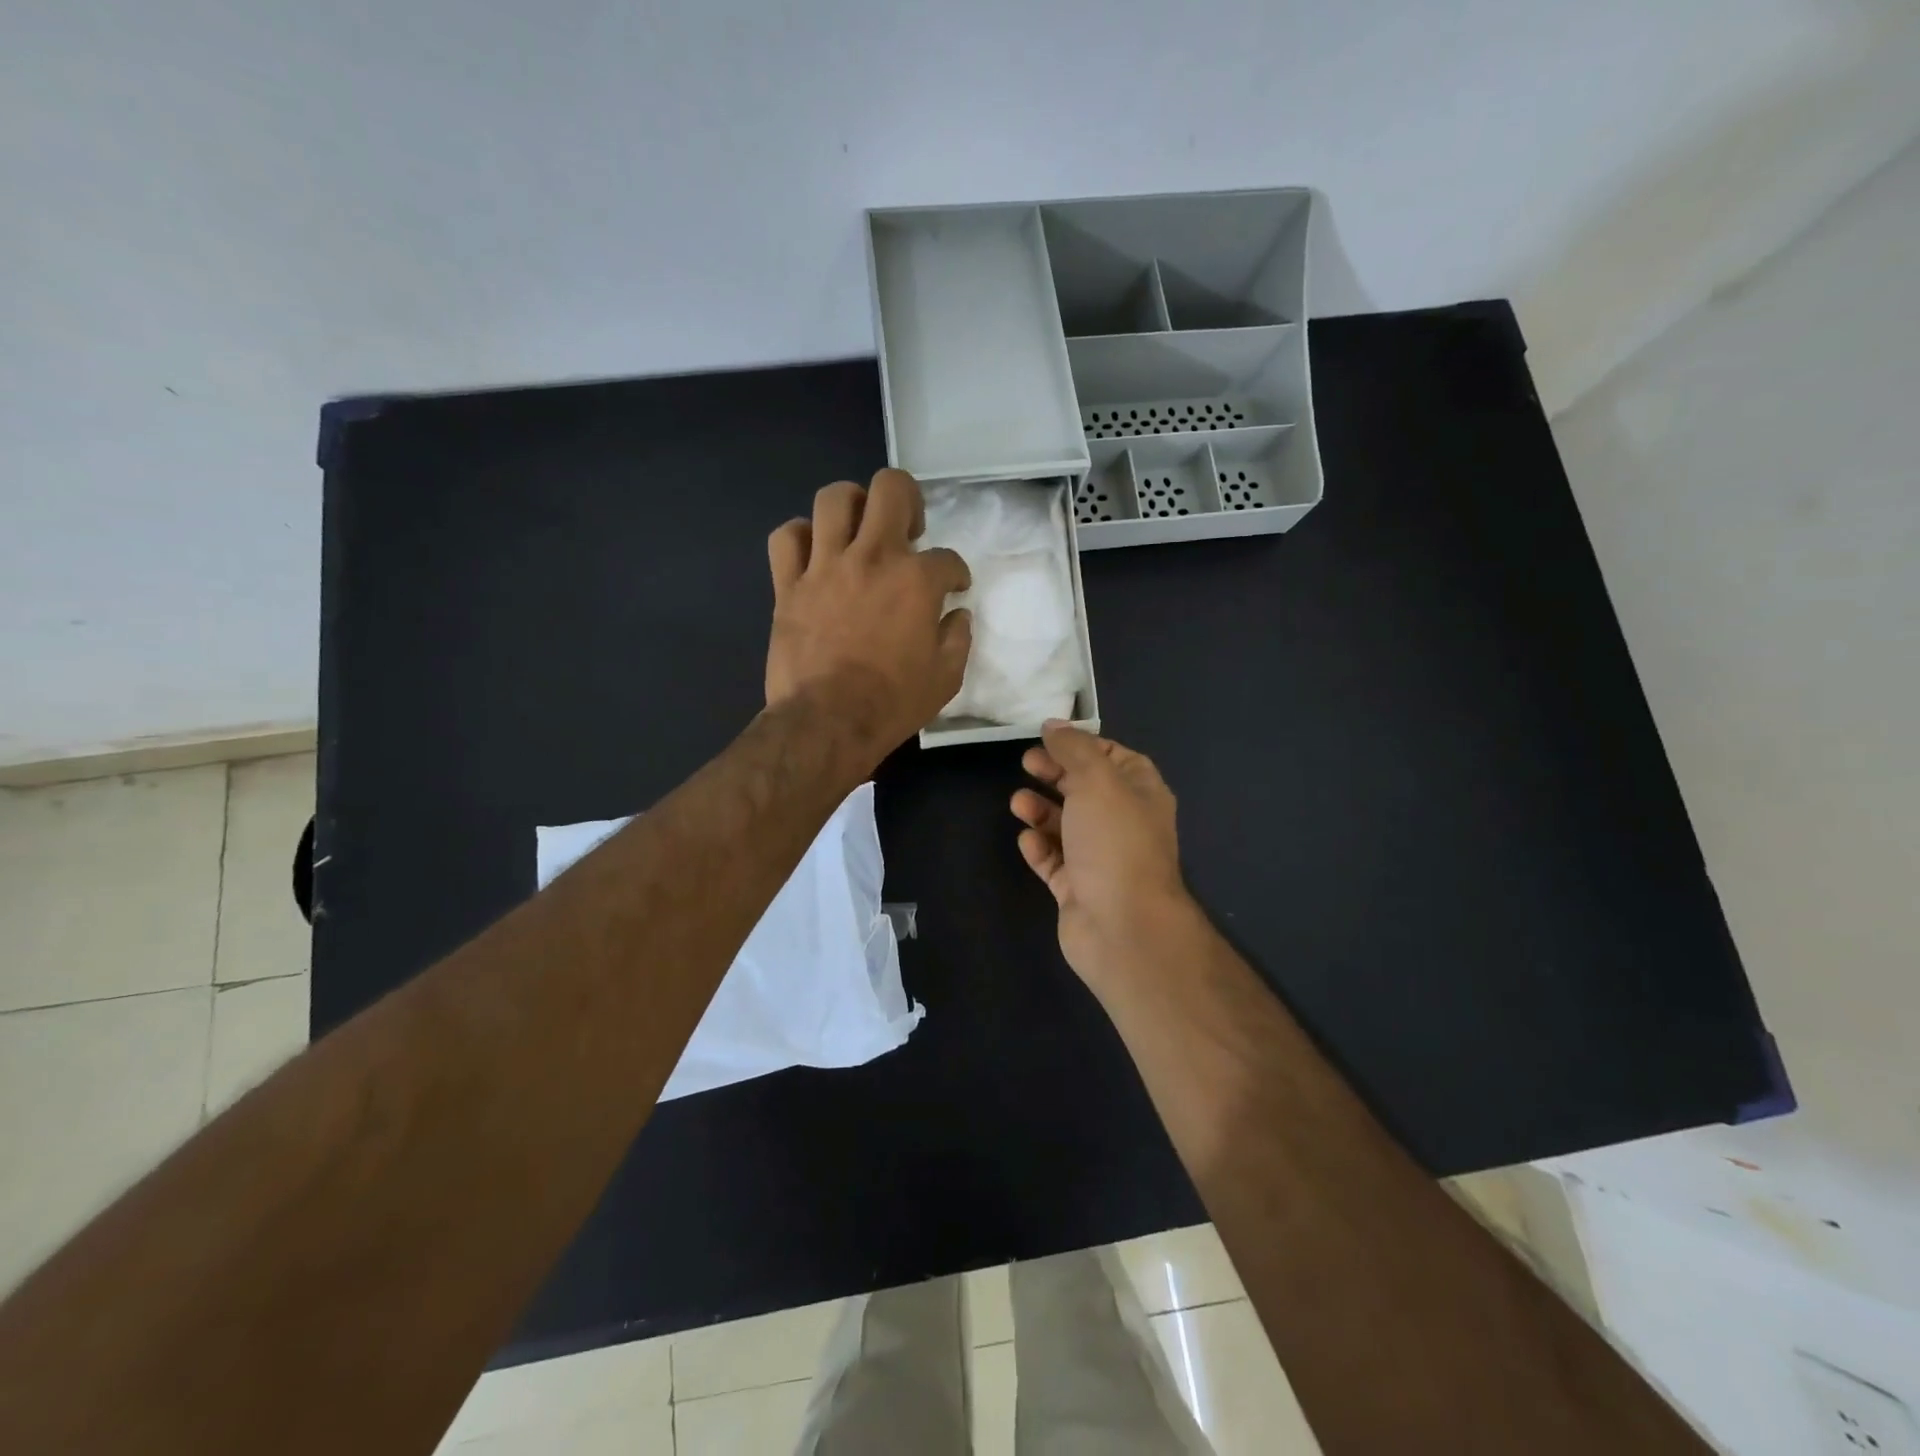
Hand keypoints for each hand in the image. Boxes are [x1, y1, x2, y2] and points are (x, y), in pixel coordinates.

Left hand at [766, 468, 971, 762]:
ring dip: (853, 505)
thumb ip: (957, 638)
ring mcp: (825, 566)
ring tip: (860, 529)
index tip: (954, 588)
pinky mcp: (789, 585)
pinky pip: (786, 537)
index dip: (956, 573)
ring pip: (834, 498)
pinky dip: (801, 537)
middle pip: (891, 488)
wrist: (828, 722)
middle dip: (908, 499)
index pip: (947, 558)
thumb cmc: (893, 703)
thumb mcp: (945, 678)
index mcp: (916, 580)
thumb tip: (957, 615)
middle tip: (909, 531)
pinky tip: (814, 552)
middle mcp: (872, 557)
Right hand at [1010, 722, 1194, 992]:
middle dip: (1055, 774)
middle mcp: (1124, 823)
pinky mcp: (1078, 889)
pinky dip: (1039, 848)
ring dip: (1041, 810)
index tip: (1048, 738)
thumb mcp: (1096, 780)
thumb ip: (1073, 749)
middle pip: (1085, 789)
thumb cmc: (1115, 842)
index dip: (1082, 745)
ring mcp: (1101, 859)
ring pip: (1066, 825)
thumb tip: (1054, 725)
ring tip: (1018, 803)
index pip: (1113, 757)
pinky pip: (1054, 861)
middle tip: (1026, 763)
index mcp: (1141, 793)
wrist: (1123, 926)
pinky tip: (1027, 841)